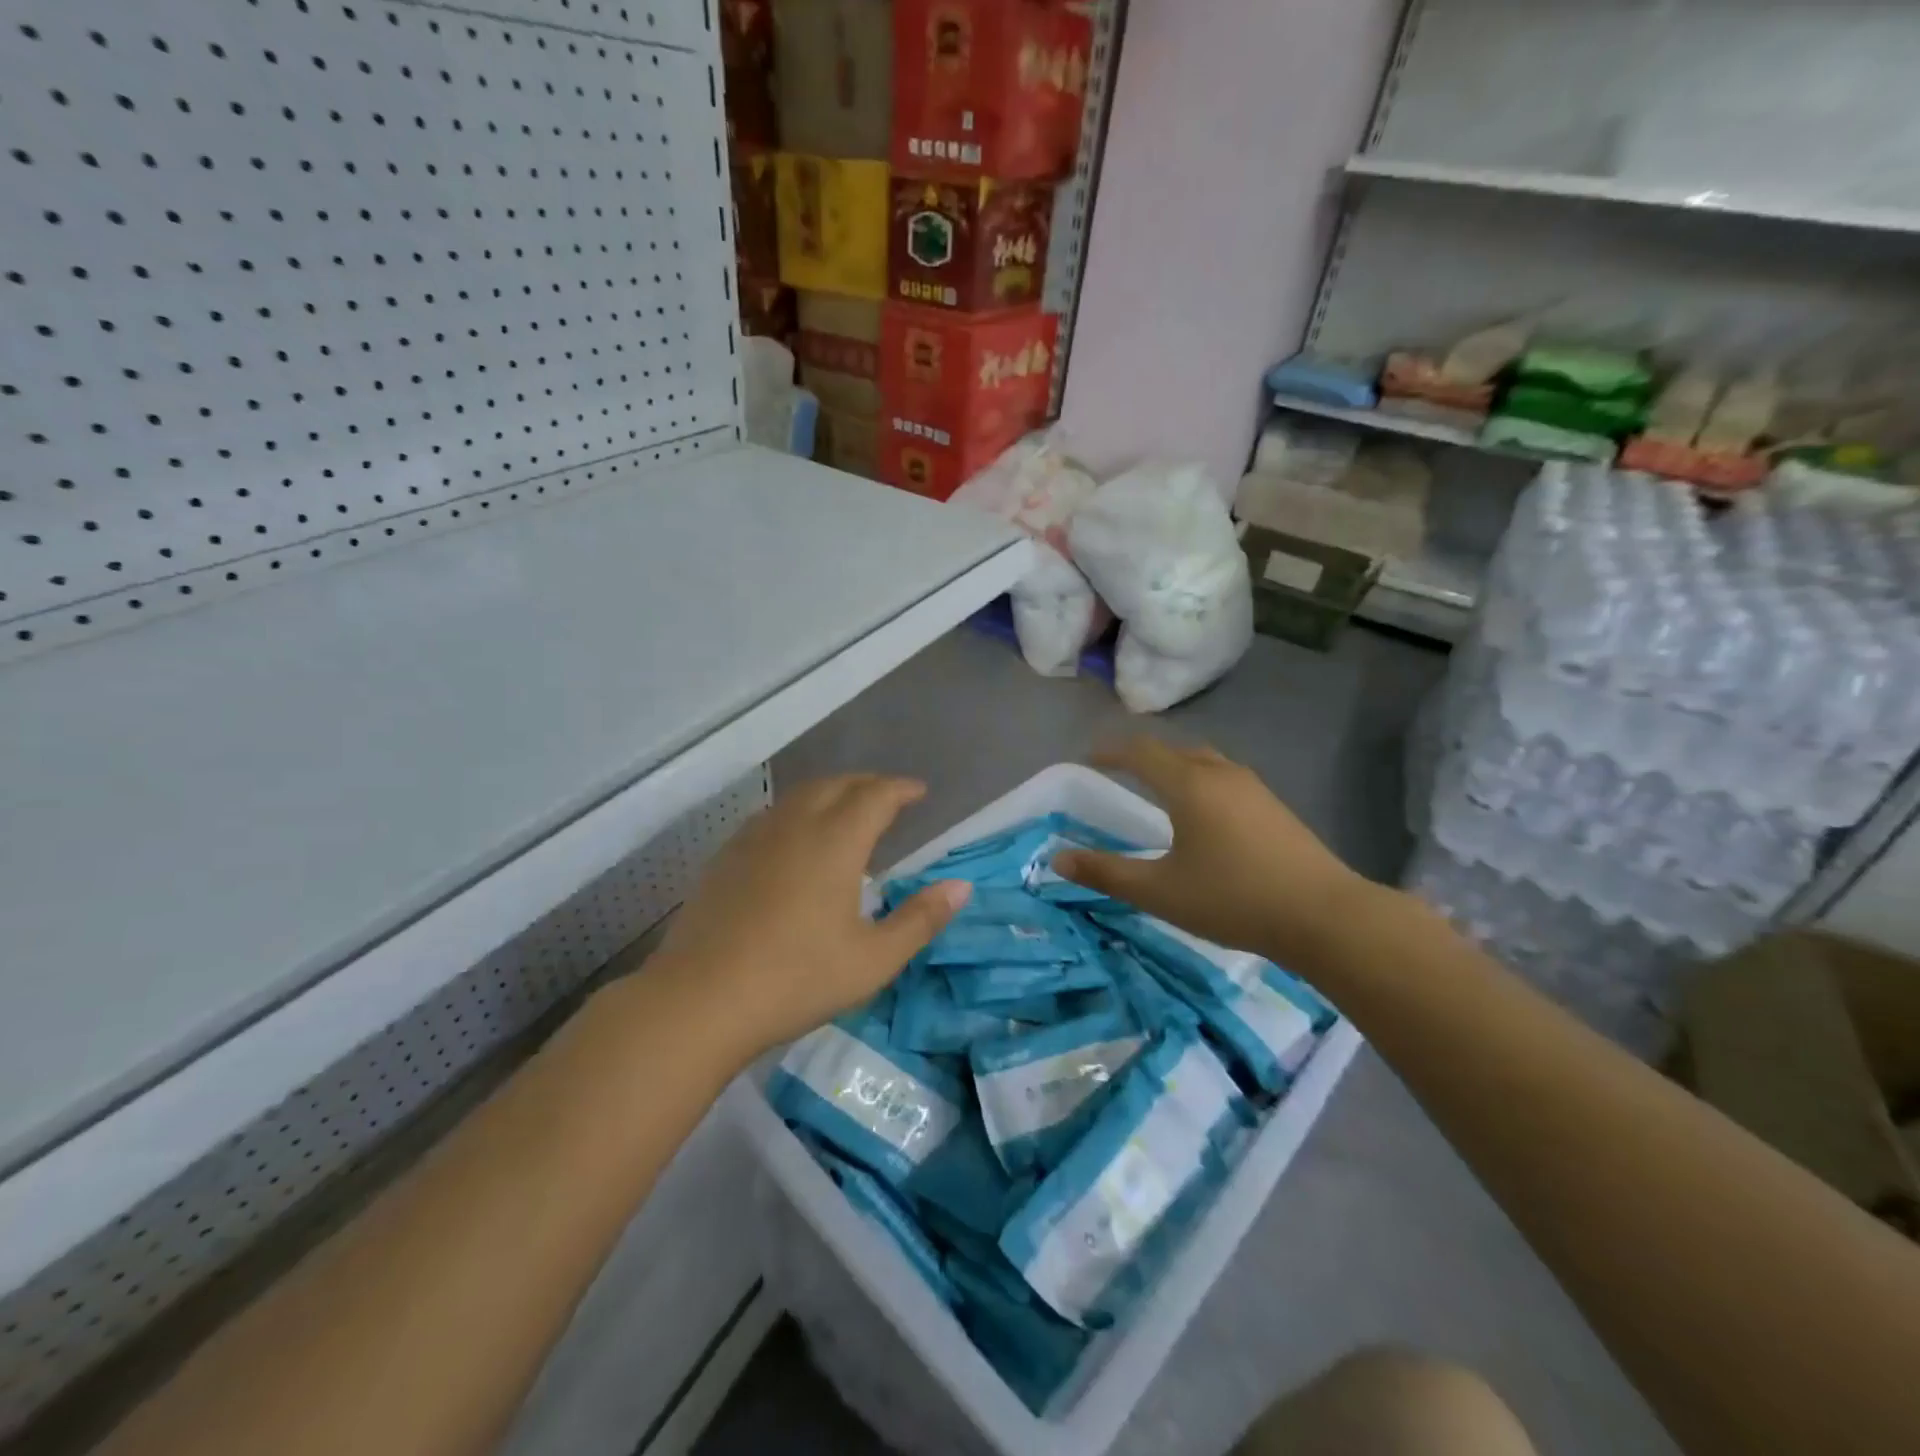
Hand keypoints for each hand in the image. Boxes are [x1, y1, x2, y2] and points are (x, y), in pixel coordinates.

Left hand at [645, 775, 970, 1056]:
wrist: (699, 1000)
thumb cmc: (796, 979)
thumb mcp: (873, 959)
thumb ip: (920, 919)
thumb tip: (962, 886)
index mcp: (835, 842)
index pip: (875, 795)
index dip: (900, 789)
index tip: (919, 791)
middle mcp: (795, 826)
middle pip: (836, 785)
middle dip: (867, 784)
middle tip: (888, 798)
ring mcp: (754, 838)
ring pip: (799, 795)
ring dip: (831, 792)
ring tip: (847, 811)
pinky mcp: (726, 857)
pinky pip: (772, 815)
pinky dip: (798, 811)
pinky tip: (796, 840)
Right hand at [1056, 740, 1385, 970]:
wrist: (1325, 917)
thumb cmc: (1233, 899)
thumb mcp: (1159, 892)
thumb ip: (1106, 873)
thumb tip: (1057, 858)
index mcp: (1189, 785)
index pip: (1141, 752)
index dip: (1110, 751)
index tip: (1088, 757)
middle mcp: (1221, 774)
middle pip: (1174, 750)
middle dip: (1143, 756)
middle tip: (1120, 771)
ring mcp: (1254, 788)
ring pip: (1205, 762)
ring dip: (1176, 766)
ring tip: (1160, 788)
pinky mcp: (1275, 807)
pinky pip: (1226, 778)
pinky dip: (1201, 781)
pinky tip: (1205, 816)